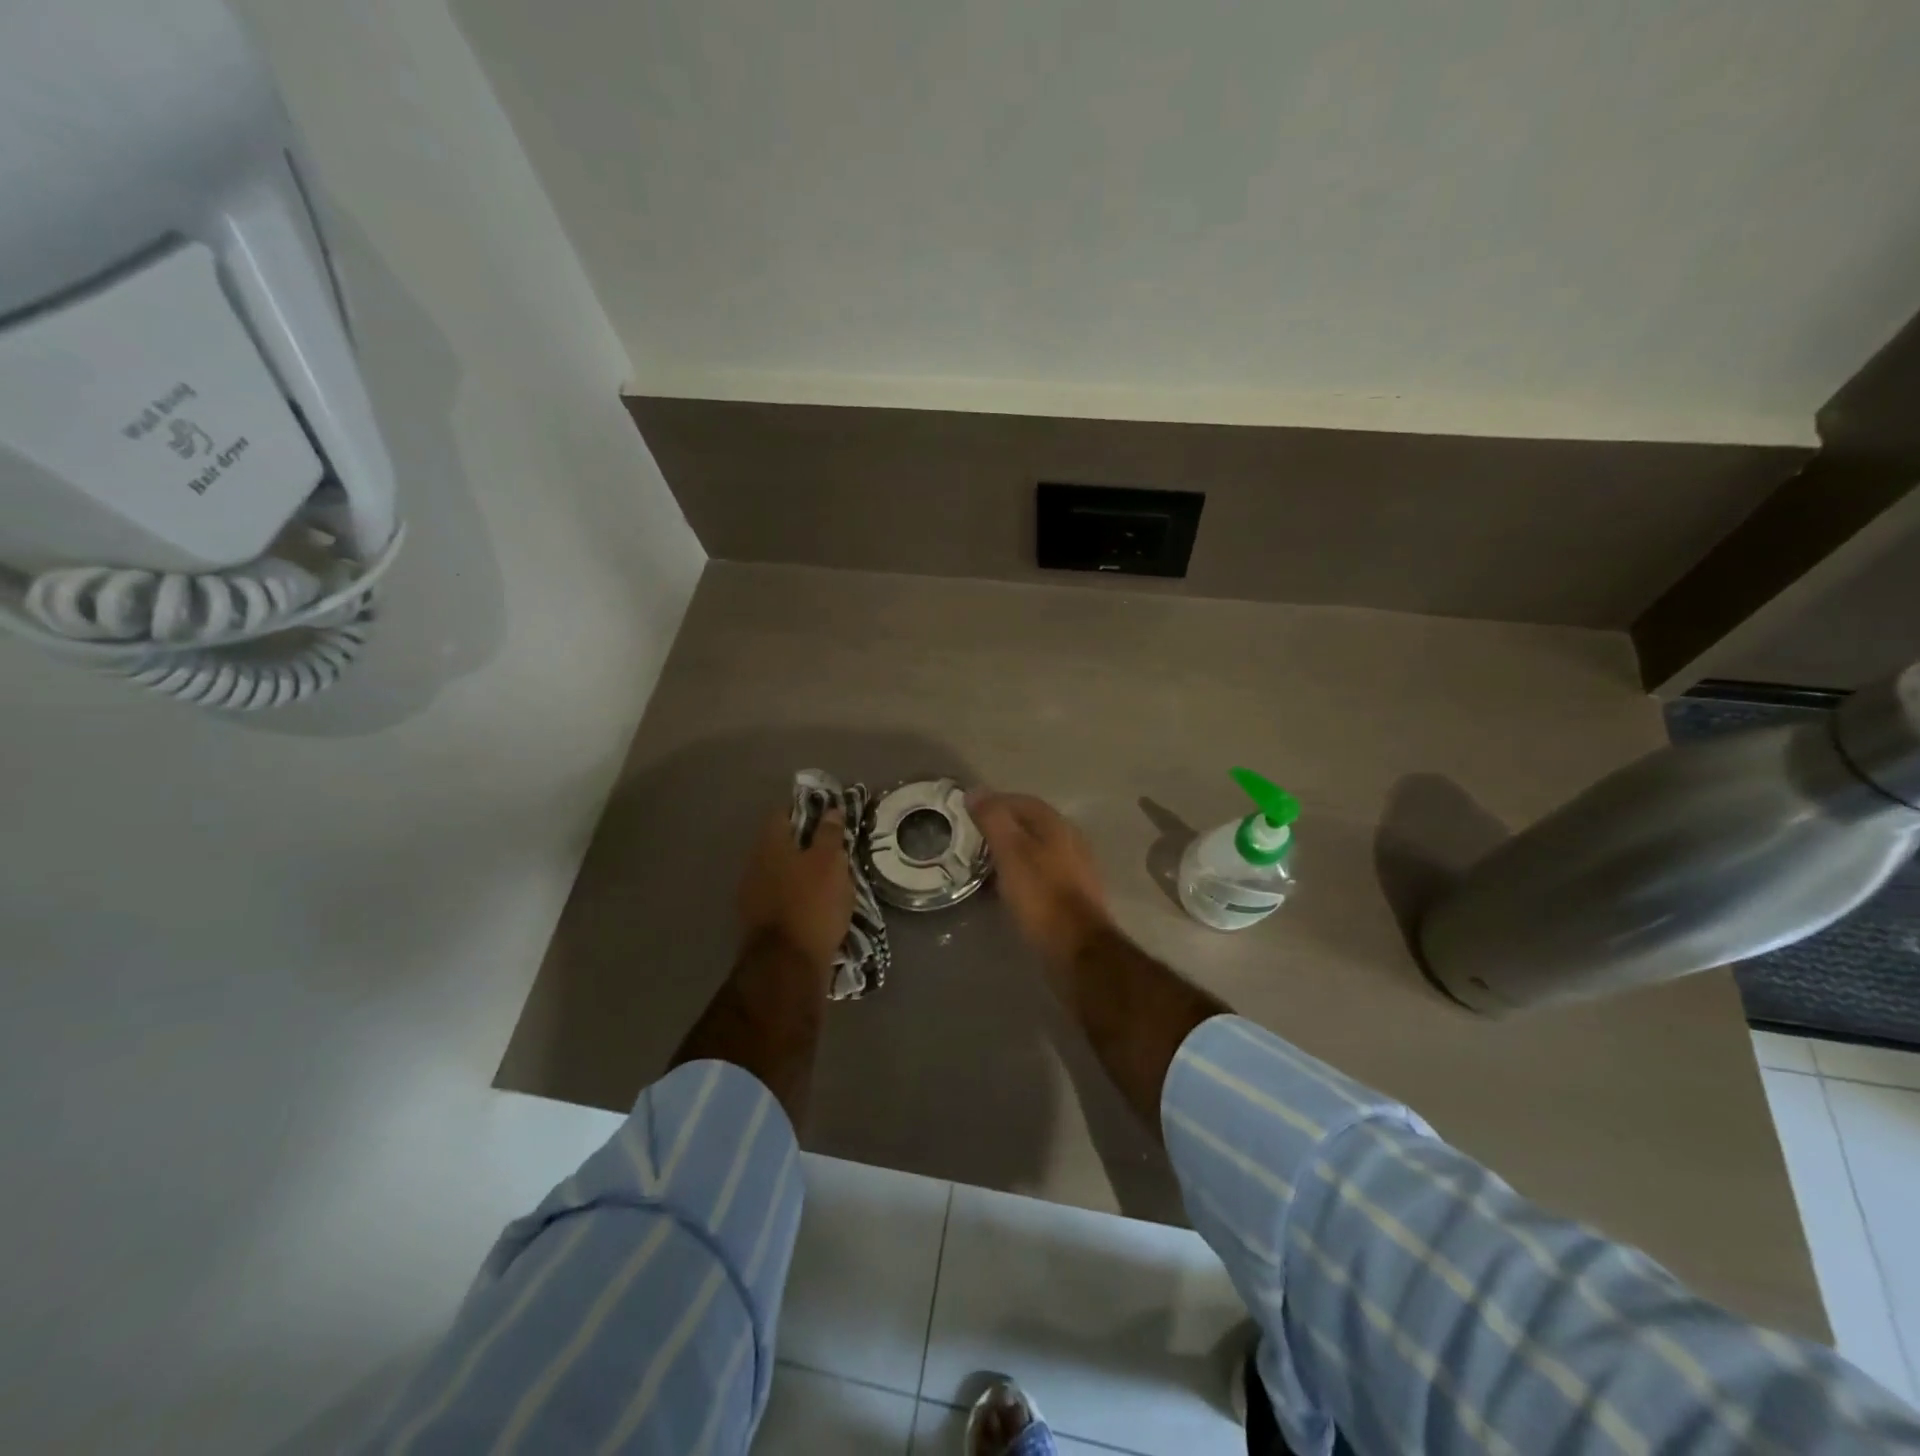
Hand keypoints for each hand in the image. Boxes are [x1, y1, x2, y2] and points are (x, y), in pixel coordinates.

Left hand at [738, 806, 853, 969]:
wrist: (787, 966)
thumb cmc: (812, 904)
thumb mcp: (830, 862)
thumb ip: (829, 834)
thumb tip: (830, 810)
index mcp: (769, 844)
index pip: (783, 813)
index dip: (806, 810)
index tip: (829, 815)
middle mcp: (754, 865)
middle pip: (781, 844)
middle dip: (806, 843)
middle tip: (835, 848)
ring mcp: (752, 895)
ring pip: (781, 872)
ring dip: (802, 872)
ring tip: (830, 879)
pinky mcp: (759, 922)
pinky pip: (781, 897)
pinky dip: (798, 896)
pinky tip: (817, 904)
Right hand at [970, 791, 1114, 967]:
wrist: (1078, 948)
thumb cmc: (1041, 896)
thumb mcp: (1011, 853)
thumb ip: (994, 820)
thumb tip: (975, 791)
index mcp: (1056, 825)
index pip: (1022, 801)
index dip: (994, 802)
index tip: (968, 813)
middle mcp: (1070, 840)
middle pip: (1031, 824)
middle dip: (1002, 828)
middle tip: (972, 840)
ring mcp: (1075, 868)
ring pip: (1037, 849)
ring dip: (1011, 852)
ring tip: (984, 864)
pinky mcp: (1073, 894)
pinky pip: (1042, 873)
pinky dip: (1021, 873)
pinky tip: (1007, 889)